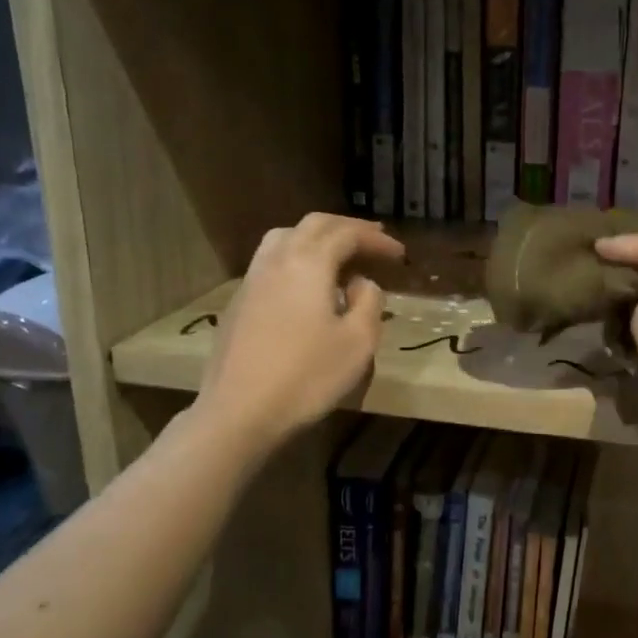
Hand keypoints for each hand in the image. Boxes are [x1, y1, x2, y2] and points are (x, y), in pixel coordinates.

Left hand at [196, 214, 403, 453]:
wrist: (239, 412)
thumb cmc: (307, 377)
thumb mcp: (358, 342)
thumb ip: (368, 303)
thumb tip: (361, 284)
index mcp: (309, 263)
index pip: (346, 234)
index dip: (376, 239)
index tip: (399, 254)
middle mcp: (277, 260)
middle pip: (313, 226)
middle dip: (347, 228)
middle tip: (374, 240)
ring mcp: (251, 280)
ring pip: (285, 238)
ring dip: (317, 238)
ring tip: (338, 255)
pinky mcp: (238, 303)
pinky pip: (271, 262)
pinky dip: (297, 258)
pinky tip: (307, 285)